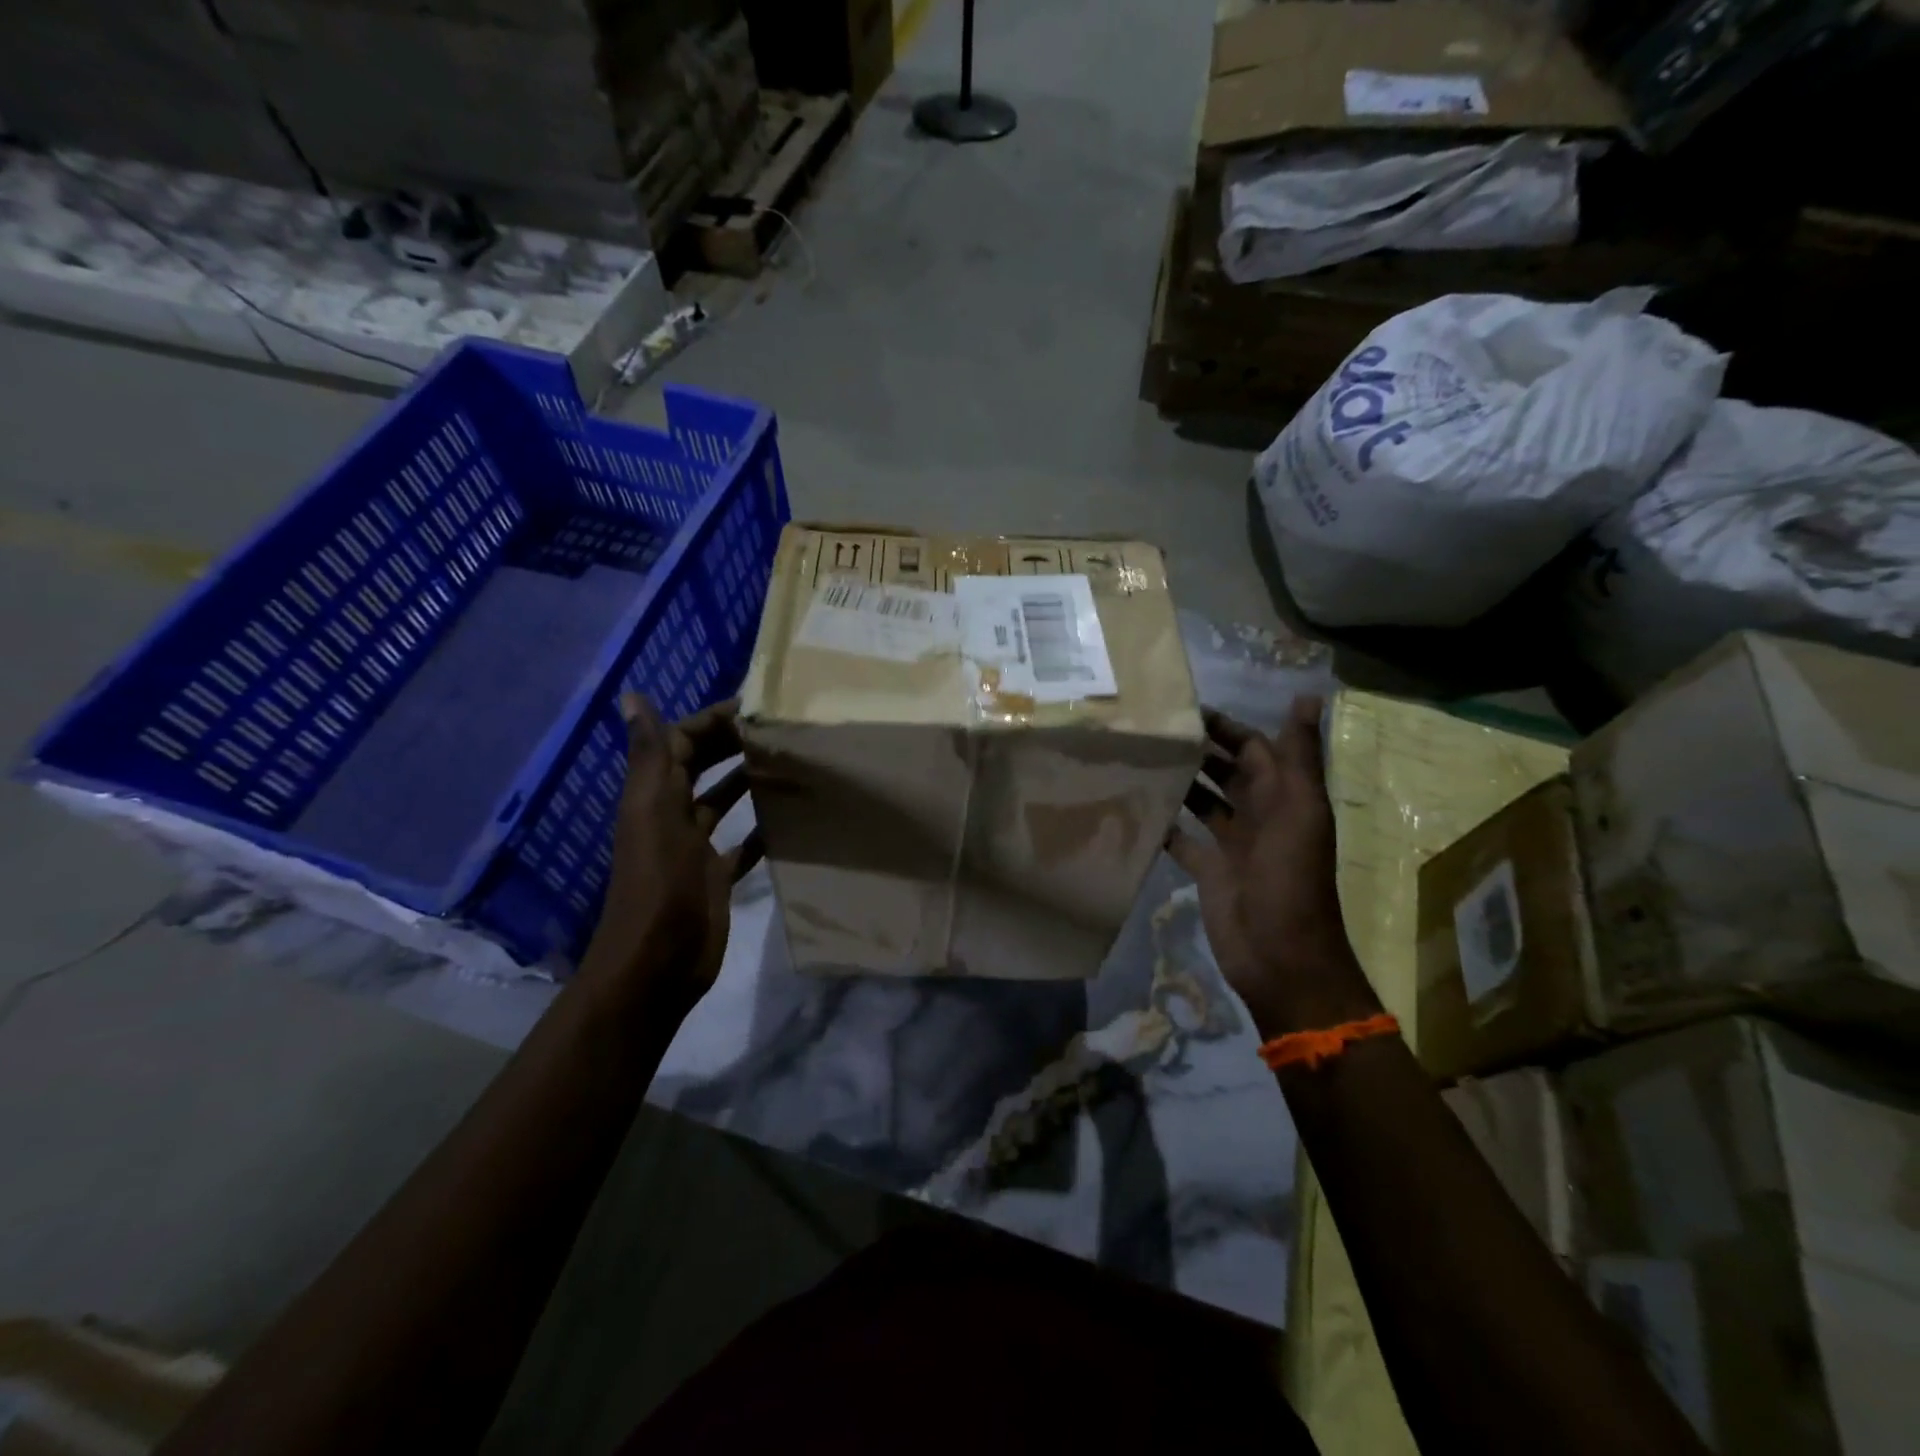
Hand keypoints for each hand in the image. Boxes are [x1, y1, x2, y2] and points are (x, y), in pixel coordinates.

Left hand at [578, 695, 761, 1009]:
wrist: (658, 962)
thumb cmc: (659, 883)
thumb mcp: (654, 814)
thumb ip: (649, 757)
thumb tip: (631, 696)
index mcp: (654, 796)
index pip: (680, 742)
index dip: (710, 720)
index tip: (754, 705)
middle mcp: (673, 816)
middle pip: (702, 767)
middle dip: (733, 745)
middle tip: (779, 730)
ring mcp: (695, 848)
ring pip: (722, 802)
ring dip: (748, 781)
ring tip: (788, 763)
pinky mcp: (716, 876)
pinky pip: (741, 844)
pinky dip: (760, 830)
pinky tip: (788, 820)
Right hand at [1167, 697, 1378, 1038]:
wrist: (1280, 957)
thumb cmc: (1291, 881)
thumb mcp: (1300, 813)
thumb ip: (1299, 758)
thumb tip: (1306, 696)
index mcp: (1283, 798)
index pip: (1254, 748)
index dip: (1226, 727)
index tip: (1186, 709)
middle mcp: (1259, 816)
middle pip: (1227, 772)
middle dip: (1198, 750)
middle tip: (1152, 731)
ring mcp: (1232, 845)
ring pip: (1205, 802)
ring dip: (1181, 782)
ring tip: (1141, 760)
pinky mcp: (1209, 871)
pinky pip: (1184, 840)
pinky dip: (1166, 825)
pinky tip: (1138, 807)